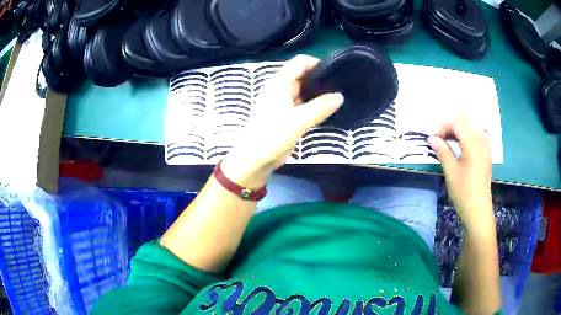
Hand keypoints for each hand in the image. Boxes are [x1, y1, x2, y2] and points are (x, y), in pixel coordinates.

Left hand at [221, 55, 343, 188]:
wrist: (255, 159)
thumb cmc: (272, 135)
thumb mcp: (298, 120)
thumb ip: (320, 107)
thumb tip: (340, 96)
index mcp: (280, 83)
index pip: (300, 62)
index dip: (317, 63)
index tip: (334, 73)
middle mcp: (281, 89)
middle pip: (303, 75)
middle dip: (320, 78)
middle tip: (340, 87)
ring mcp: (283, 102)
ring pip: (304, 91)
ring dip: (318, 93)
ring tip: (337, 98)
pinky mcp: (287, 115)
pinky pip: (303, 104)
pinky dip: (314, 105)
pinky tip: (327, 110)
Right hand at [428, 115, 493, 229]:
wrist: (478, 209)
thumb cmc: (464, 191)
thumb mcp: (451, 171)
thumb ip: (442, 151)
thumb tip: (432, 138)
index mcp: (473, 143)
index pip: (457, 122)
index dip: (443, 127)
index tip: (433, 139)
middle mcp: (481, 139)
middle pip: (465, 120)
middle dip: (450, 125)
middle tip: (440, 138)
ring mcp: (486, 145)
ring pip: (472, 125)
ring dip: (459, 128)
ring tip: (449, 140)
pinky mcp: (486, 152)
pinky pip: (477, 133)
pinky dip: (467, 133)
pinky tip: (461, 144)